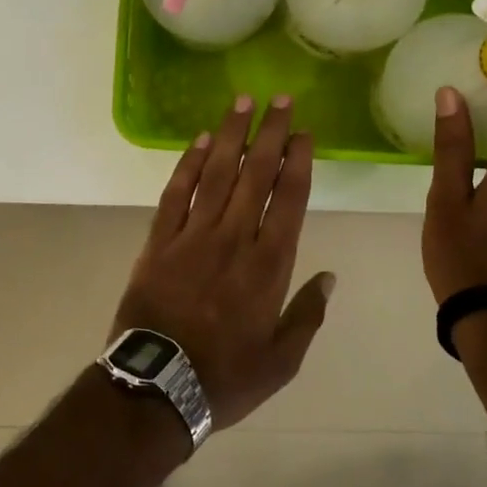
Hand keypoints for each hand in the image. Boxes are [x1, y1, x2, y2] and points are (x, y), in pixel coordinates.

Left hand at [115, 95, 334, 430]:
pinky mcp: (160, 241)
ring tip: (242, 103)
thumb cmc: (226, 378)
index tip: (303, 133)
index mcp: (268, 266)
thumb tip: (329, 277)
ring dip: (231, 135)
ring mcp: (193, 236)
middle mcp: (233, 239)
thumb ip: (307, 315)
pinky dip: (189, 165)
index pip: (288, 200)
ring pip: (217, 174)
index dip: (297, 162)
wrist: (157, 387)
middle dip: (269, 133)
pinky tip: (200, 141)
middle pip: (256, 175)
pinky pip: (176, 194)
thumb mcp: (282, 361)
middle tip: (279, 99)